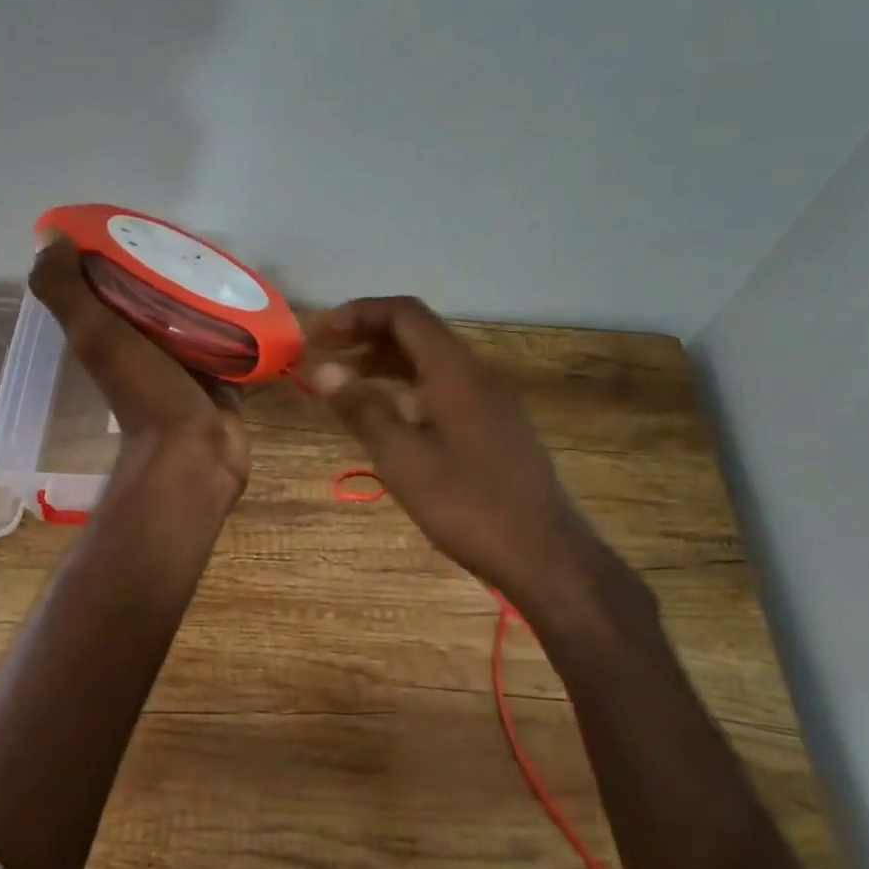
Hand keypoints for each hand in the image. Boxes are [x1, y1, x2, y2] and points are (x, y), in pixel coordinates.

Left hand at [29, 236, 248, 496]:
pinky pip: (231, 338)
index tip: (143, 224)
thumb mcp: (96, 336)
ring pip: (196, 315)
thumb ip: (67, 292)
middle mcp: (146, 344)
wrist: (194, 456)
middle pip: (159, 295)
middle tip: (201, 243)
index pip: (113, 282)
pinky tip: (254, 297)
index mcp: (112, 332)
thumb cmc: (145, 393)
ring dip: (208, 293)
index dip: (122, 252)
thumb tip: (49, 238)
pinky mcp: (222, 374)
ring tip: (230, 263)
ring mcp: (185, 361)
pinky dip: (238, 321)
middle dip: (174, 270)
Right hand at [310, 296, 601, 609]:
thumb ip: (363, 409)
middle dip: (369, 336)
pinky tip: (389, 415)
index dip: (360, 313)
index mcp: (456, 371)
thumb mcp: (404, 460)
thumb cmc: (469, 506)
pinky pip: (445, 386)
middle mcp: (477, 373)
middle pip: (419, 333)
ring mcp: (491, 400)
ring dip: (388, 363)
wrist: (545, 555)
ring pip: (432, 361)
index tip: (323, 334)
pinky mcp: (496, 425)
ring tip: (347, 384)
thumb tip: (323, 369)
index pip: (405, 314)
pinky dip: (410, 387)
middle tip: (327, 357)